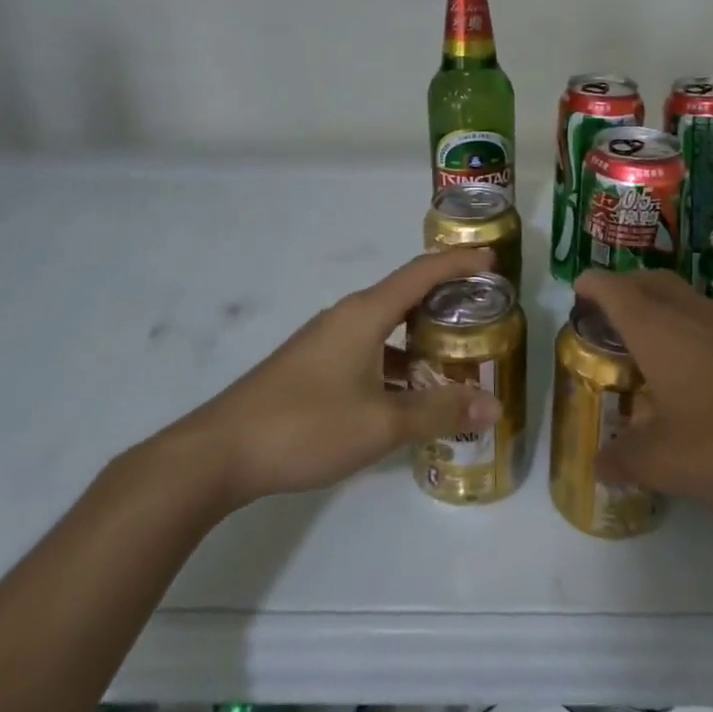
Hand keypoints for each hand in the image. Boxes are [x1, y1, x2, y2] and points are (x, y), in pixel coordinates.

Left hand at [149, 250, 503, 512]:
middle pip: (405, 294)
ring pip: (385, 325)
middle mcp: (346, 316)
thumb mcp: (381, 423)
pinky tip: (407, 392)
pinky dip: (395, 359)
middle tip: (484, 311)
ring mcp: (325, 341)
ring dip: (419, 334)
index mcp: (365, 314)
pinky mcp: (312, 365)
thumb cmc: (306, 425)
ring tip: (456, 354)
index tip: (492, 259)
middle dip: (445, 298)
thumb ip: (438, 411)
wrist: (219, 452)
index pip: (421, 273)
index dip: (458, 262)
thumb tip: (493, 405)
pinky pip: (367, 348)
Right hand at [575, 268, 712, 530]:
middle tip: (604, 314)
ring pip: (683, 298)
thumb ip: (627, 459)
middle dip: (624, 287)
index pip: (616, 290)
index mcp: (659, 330)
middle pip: (651, 282)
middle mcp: (692, 317)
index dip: (593, 286)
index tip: (576, 292)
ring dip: (657, 307)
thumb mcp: (668, 462)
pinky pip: (706, 322)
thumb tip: (599, 464)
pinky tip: (688, 372)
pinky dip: (684, 329)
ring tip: (641, 343)